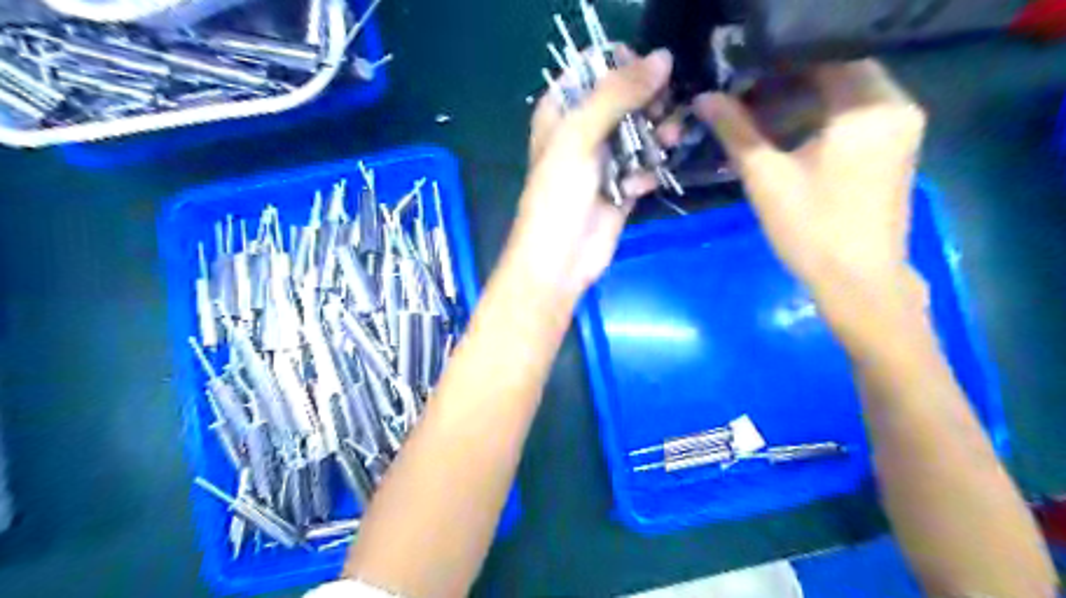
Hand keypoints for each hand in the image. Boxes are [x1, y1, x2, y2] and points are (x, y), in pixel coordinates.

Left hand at [503, 50, 667, 306]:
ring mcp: (603, 161)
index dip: (625, 66)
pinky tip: (638, 187)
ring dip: (657, 137)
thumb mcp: (580, 136)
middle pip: (625, 100)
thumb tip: (664, 57)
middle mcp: (582, 131)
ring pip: (641, 134)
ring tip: (668, 144)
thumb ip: (617, 94)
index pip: (595, 69)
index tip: (652, 74)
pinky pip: (644, 168)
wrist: (560, 260)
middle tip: (664, 110)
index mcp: (561, 111)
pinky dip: (646, 173)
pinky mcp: (621, 188)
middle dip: (649, 103)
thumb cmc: (558, 195)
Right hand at [697, 61, 928, 335]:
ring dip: (800, 101)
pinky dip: (819, 119)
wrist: (858, 283)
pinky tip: (784, 138)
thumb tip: (704, 98)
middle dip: (785, 82)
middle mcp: (895, 106)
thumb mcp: (766, 177)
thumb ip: (735, 131)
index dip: (776, 62)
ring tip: (755, 119)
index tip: (739, 78)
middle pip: (835, 72)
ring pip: (844, 95)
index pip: (822, 55)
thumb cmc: (812, 229)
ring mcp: (899, 128)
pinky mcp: (893, 150)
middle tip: (741, 99)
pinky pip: (853, 117)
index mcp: (869, 106)